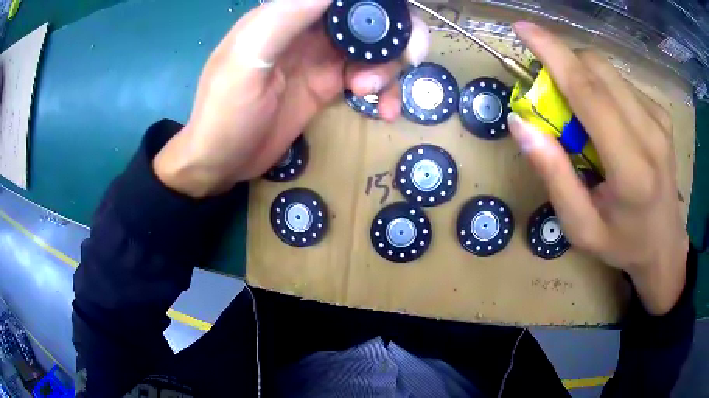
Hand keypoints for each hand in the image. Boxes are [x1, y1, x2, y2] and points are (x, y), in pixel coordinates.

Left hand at [154, 0, 428, 197]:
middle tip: (407, 60)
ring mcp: (321, 57)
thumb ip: (286, 17)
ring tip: (370, 94)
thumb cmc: (225, 112)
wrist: (221, 163)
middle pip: (368, 19)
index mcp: (288, 14)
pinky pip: (369, 78)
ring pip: (375, 48)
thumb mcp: (248, 59)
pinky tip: (383, 111)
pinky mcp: (329, 85)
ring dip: (388, 69)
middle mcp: (309, 29)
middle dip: (395, 37)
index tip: (397, 28)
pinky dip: (384, 91)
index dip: (377, 7)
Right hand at [508, 22, 687, 314]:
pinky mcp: (661, 113)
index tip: (522, 29)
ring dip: (582, 77)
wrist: (664, 245)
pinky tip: (605, 120)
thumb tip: (521, 123)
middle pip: (597, 68)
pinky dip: (602, 88)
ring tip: (581, 115)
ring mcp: (659, 119)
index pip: (588, 92)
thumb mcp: (579, 226)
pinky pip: (621, 83)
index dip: (552, 52)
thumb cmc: (622, 243)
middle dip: (563, 64)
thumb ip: (553, 174)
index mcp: (631, 168)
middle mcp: (650, 133)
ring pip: (608, 71)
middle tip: (550, 93)